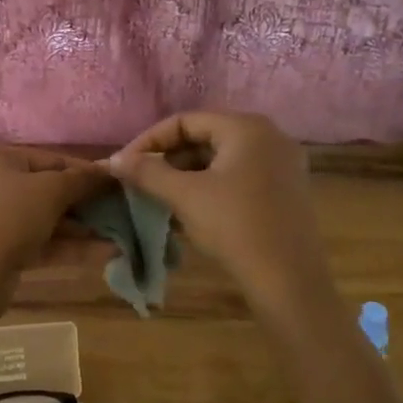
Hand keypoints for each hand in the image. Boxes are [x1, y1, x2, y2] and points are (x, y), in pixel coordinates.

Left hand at [0, 145, 110, 284]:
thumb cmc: (10, 216)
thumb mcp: (51, 191)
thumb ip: (82, 180)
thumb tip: (109, 171)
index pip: (51, 159)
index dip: (86, 171)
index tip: (116, 183)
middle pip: (48, 190)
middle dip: (85, 203)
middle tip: (120, 211)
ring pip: (46, 219)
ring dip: (82, 228)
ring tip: (120, 235)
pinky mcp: (1, 250)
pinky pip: (40, 242)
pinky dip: (69, 246)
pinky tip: (106, 253)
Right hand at [108, 112, 333, 315]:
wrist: (289, 281)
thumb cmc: (234, 227)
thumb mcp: (185, 196)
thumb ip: (147, 172)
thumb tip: (113, 159)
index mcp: (246, 127)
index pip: (185, 121)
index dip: (150, 141)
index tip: (126, 165)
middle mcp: (270, 136)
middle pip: (205, 137)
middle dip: (169, 158)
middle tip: (141, 181)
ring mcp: (283, 164)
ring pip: (222, 159)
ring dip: (188, 175)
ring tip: (160, 197)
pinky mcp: (287, 190)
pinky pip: (239, 176)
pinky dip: (211, 187)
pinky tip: (191, 210)